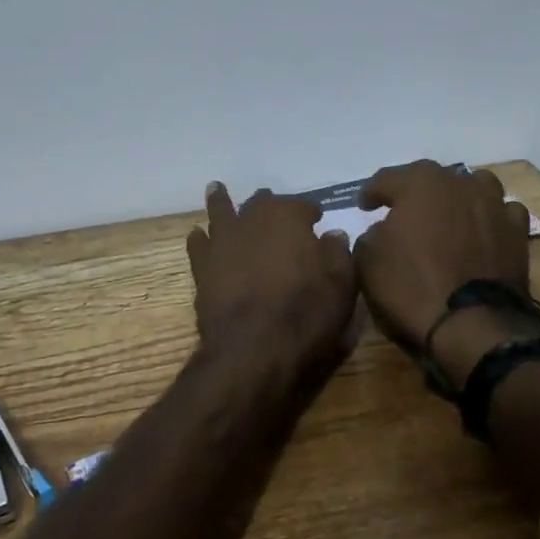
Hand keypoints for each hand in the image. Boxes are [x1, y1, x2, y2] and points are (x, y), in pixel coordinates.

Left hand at [185, 182, 357, 369]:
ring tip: (218, 190)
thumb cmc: (305, 313)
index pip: (302, 206)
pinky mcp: (202, 267)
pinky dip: (199, 238)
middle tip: (274, 209)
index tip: (316, 220)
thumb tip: (333, 234)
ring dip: (222, 201)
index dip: (310, 213)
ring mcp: (222, 241)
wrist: (254, 348)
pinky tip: (198, 234)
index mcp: (288, 217)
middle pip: (260, 203)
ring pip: (221, 211)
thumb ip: (338, 252)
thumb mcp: (341, 284)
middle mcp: (252, 219)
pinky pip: (198, 244)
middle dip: (269, 204)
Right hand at [353, 160, 533, 351]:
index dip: (371, 192)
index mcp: (419, 183)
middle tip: (401, 210)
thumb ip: (371, 235)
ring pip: (473, 186)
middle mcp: (459, 183)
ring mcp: (493, 204)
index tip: (364, 206)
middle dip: (413, 191)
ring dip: (457, 196)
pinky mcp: (517, 231)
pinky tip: (481, 231)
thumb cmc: (411, 286)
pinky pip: (501, 213)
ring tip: (447, 214)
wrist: (472, 323)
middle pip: (431, 178)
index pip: (386, 179)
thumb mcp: (368, 261)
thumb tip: (383, 231)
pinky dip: (489, 218)